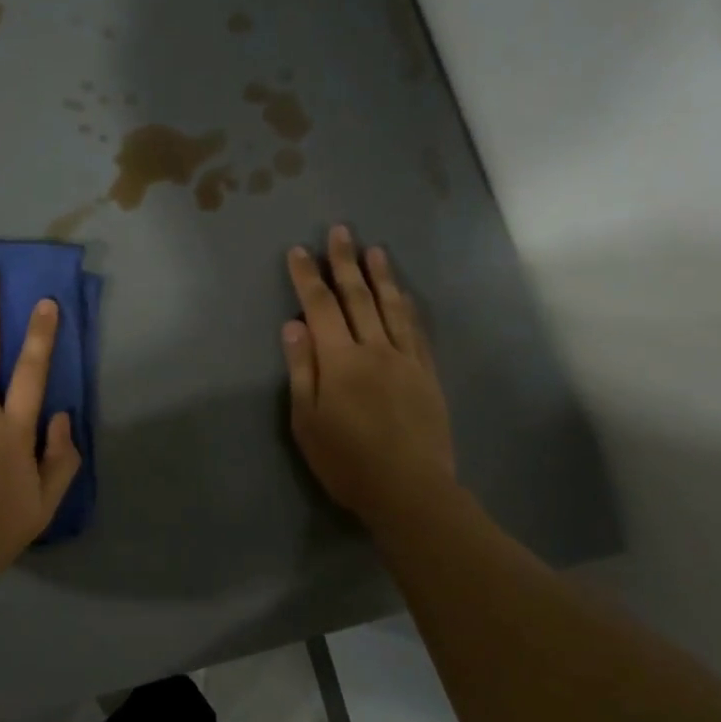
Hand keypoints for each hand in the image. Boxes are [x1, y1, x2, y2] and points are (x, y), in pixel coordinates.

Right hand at [283, 226, 456, 531]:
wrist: (410, 490)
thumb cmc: (347, 461)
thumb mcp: (307, 421)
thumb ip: (302, 370)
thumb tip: (293, 326)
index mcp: (340, 360)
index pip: (320, 307)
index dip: (307, 277)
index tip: (298, 251)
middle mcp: (374, 349)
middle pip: (358, 297)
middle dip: (345, 262)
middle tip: (340, 231)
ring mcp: (406, 360)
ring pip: (392, 307)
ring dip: (381, 275)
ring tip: (374, 250)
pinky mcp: (427, 375)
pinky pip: (417, 331)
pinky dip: (408, 307)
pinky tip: (404, 295)